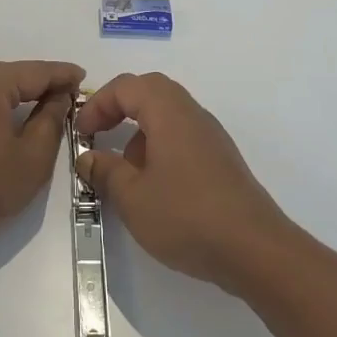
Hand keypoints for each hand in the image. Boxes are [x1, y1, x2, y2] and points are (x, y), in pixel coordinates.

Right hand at [75, 73, 291, 290]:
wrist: (255, 250)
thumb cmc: (186, 216)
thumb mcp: (133, 197)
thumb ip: (105, 172)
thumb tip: (88, 157)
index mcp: (169, 113)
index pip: (127, 86)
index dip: (98, 103)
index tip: (81, 133)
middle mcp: (192, 115)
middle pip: (151, 91)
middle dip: (119, 107)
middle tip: (98, 133)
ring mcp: (211, 138)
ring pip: (168, 115)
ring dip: (140, 130)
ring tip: (124, 169)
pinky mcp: (221, 161)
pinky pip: (183, 137)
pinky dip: (160, 147)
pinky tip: (154, 187)